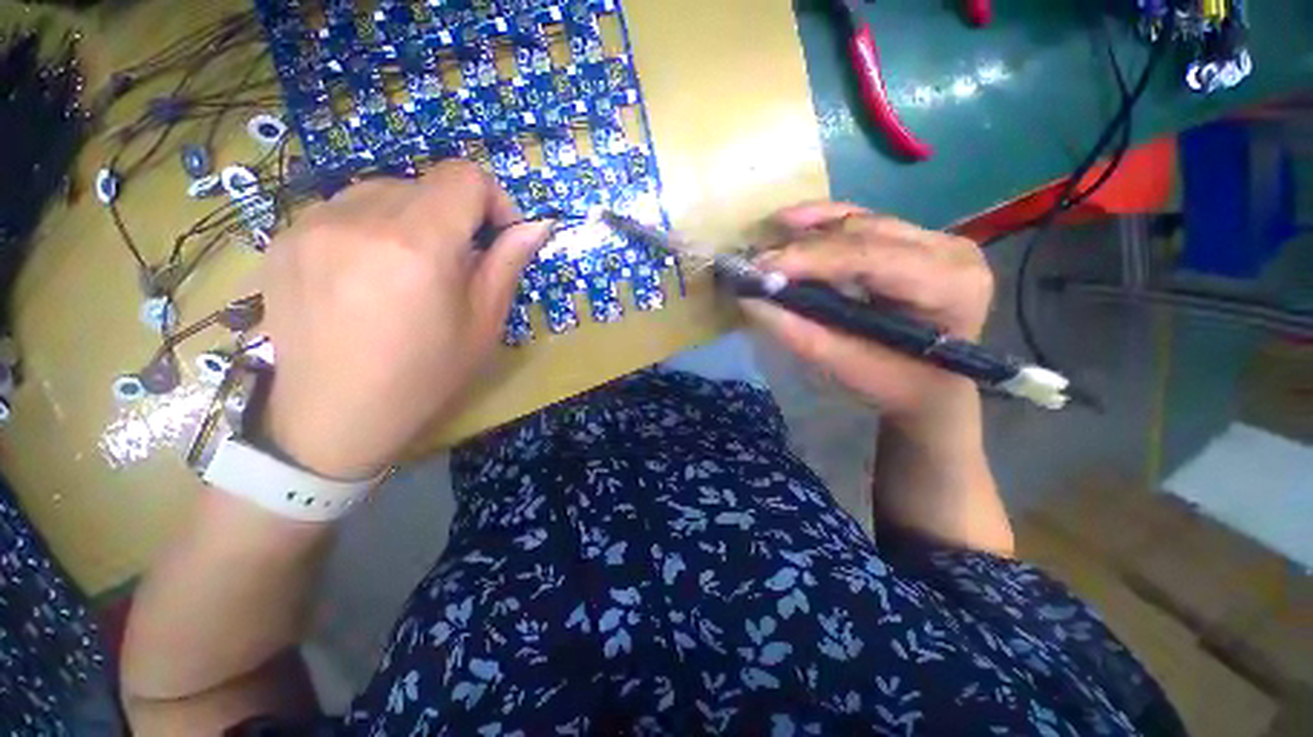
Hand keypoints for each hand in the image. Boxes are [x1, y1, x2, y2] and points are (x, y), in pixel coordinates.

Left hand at [258, 161, 552, 479]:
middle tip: (457, 266)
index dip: (494, 200)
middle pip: (425, 183)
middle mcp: (358, 218)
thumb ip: (508, 263)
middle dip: (454, 216)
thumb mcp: (483, 324)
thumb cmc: (424, 376)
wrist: (334, 418)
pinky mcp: (283, 237)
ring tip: (410, 271)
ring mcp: (311, 224)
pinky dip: (372, 228)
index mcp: (417, 244)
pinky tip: (368, 275)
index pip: (464, 177)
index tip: (498, 237)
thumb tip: (538, 225)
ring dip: (412, 219)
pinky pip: (344, 209)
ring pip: (383, 191)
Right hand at [741, 202, 992, 422]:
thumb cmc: (895, 385)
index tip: (759, 269)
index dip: (810, 259)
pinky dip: (823, 222)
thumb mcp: (847, 367)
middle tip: (755, 263)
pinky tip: (792, 220)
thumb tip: (751, 300)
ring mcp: (934, 239)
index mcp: (949, 285)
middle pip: (863, 233)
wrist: (930, 387)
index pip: (870, 258)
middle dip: (803, 248)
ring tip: (766, 239)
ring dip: (809, 230)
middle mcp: (949, 250)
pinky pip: (863, 221)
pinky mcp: (914, 239)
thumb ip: (800, 333)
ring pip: (860, 222)